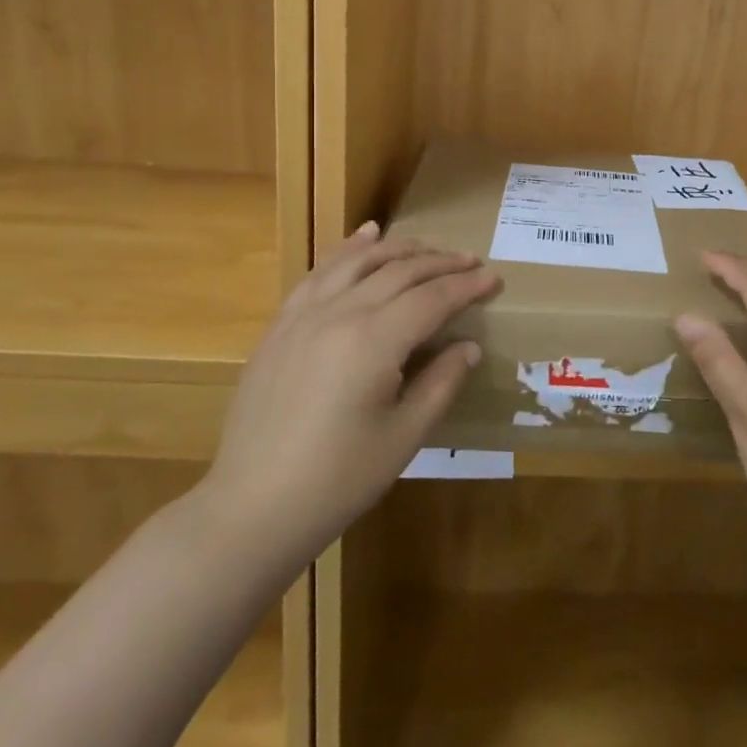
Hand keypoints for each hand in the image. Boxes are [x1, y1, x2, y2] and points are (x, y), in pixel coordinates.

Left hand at [196, 222, 500, 561]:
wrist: (252, 508)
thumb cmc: (337, 480)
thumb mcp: (403, 437)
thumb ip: (441, 383)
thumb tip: (469, 346)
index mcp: (374, 341)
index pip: (433, 298)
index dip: (467, 286)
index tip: (494, 279)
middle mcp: (340, 313)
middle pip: (400, 271)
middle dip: (441, 263)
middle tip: (472, 263)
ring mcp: (304, 315)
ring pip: (360, 261)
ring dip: (399, 249)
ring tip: (428, 248)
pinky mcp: (282, 325)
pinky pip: (320, 272)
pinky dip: (348, 250)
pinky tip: (365, 237)